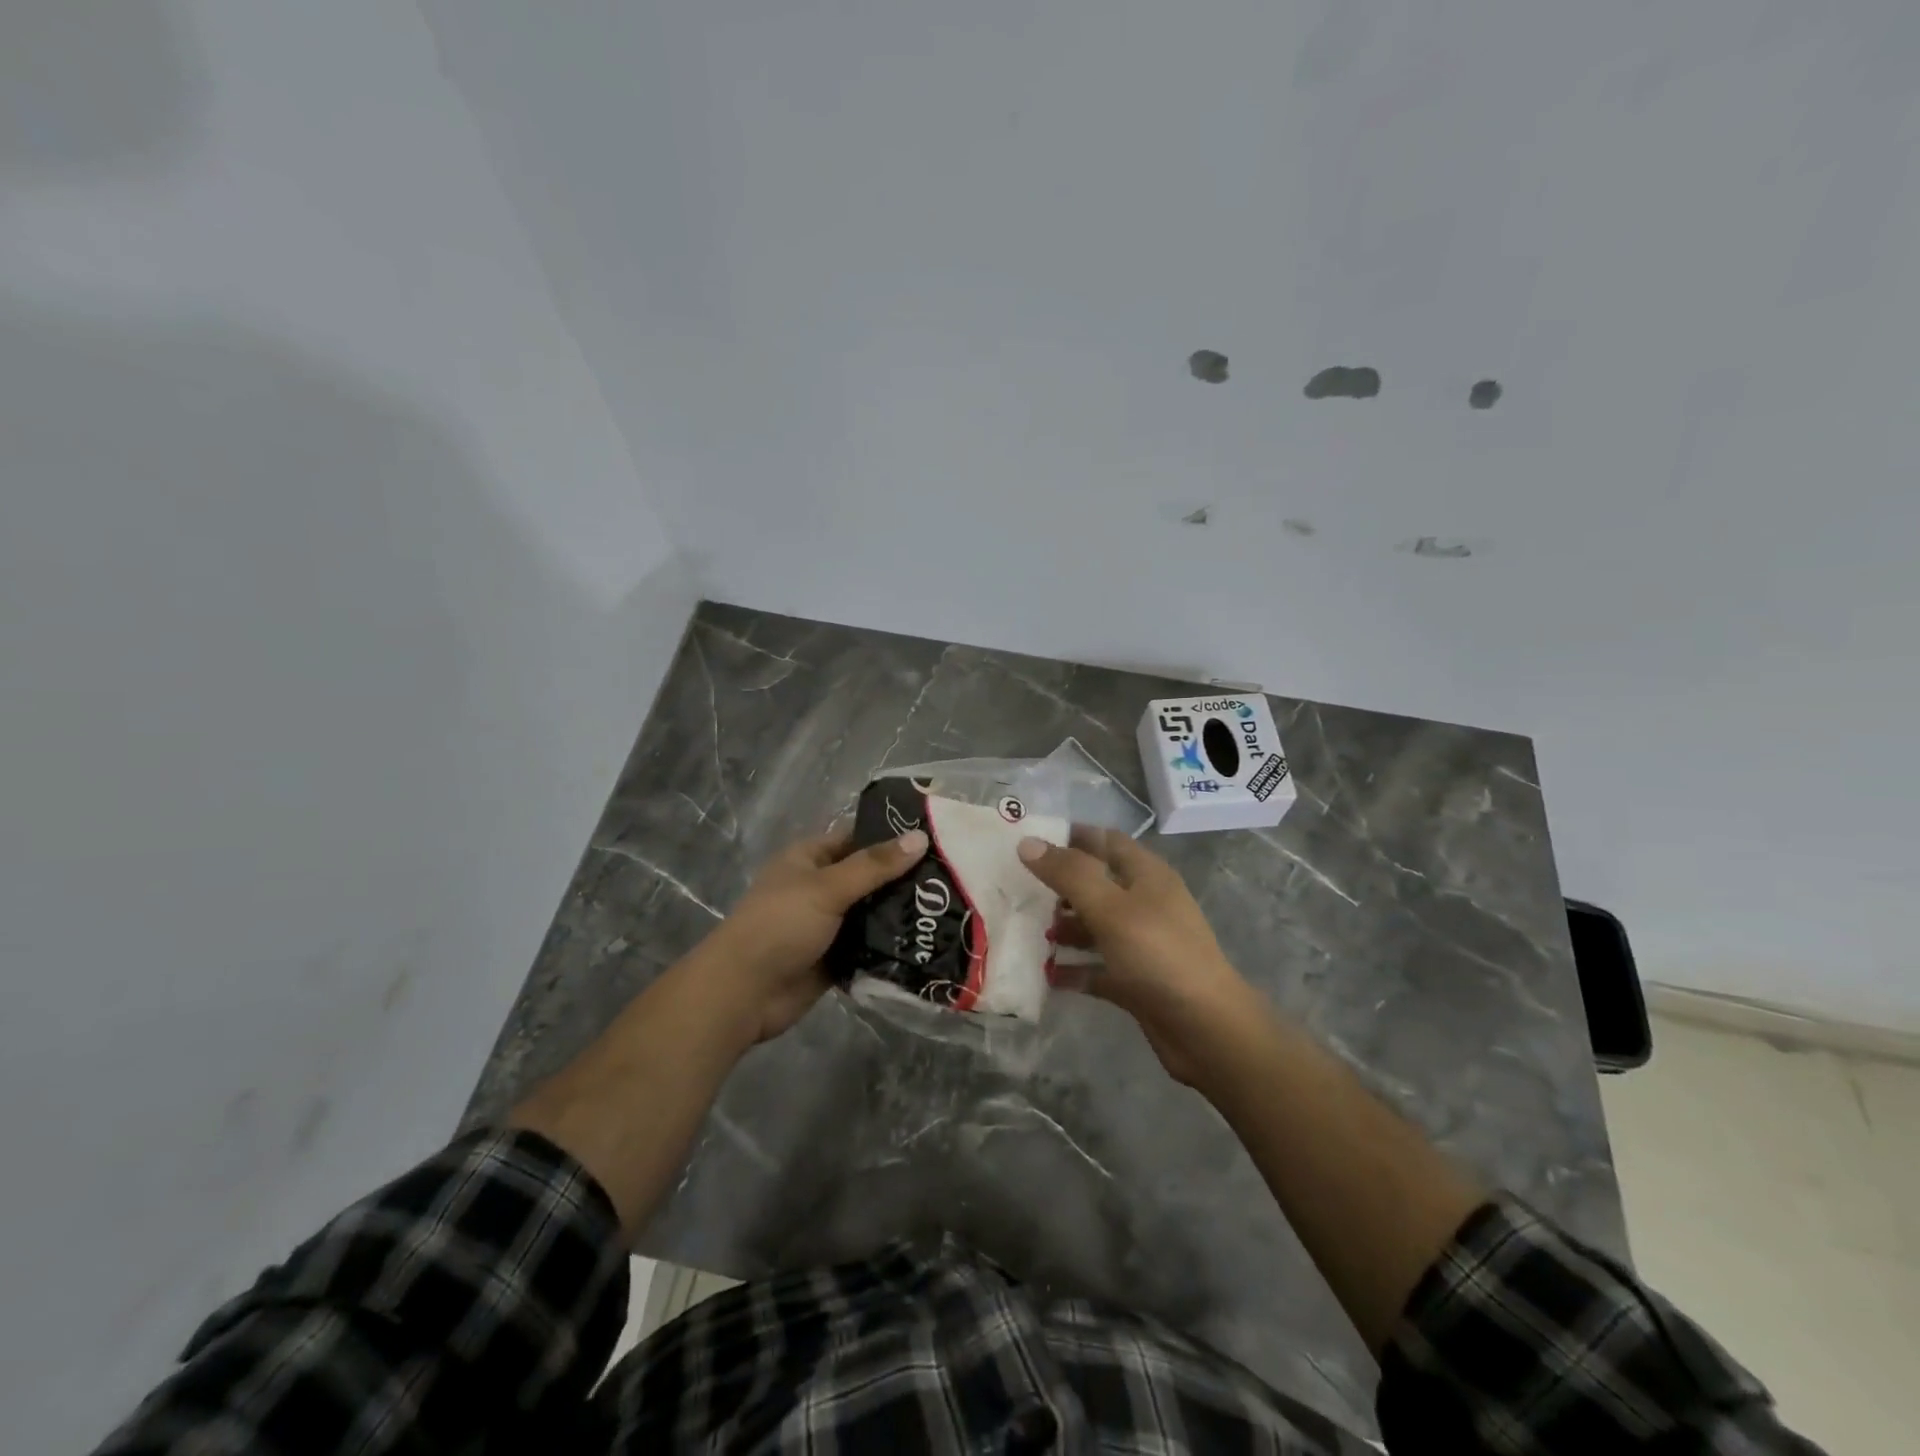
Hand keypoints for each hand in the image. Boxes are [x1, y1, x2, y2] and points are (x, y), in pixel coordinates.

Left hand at [698, 825, 928, 1045]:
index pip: (857, 838)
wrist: (743, 993)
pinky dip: (890, 946)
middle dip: (904, 879)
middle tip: (954, 876)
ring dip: (900, 914)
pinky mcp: (835, 958)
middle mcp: (820, 888)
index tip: (936, 838)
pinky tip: (928, 943)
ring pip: (872, 913)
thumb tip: (920, 838)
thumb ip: (874, 866)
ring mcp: (828, 925)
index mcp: (809, 859)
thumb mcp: (827, 887)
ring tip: (949, 909)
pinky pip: (869, 946)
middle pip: (869, 877)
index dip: (891, 836)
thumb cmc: (780, 925)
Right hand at [1018, 827, 1260, 1086]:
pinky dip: (1074, 969)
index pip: (1104, 840)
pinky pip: (1097, 968)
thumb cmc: (1159, 955)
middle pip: (1096, 884)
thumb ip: (1069, 874)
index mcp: (1146, 875)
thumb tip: (1027, 842)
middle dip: (1059, 886)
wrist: (1206, 1029)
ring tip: (1028, 932)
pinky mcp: (1135, 981)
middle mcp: (1145, 904)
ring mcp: (1141, 944)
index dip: (1069, 836)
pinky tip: (1046, 975)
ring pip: (1094, 926)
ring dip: (1063, 928)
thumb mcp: (1110, 907)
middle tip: (1017, 889)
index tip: (1029, 841)